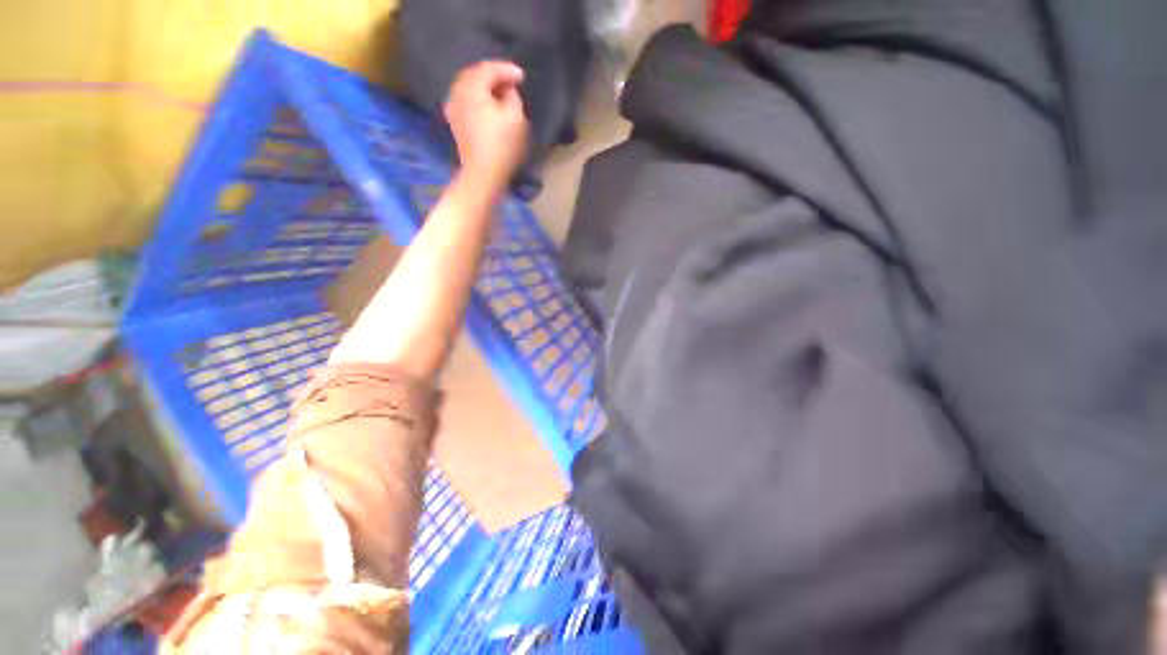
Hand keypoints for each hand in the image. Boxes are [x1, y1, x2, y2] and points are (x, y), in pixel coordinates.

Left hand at [444, 61, 529, 192]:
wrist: (483, 174)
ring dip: (485, 89)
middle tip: (511, 84)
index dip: (507, 70)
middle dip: (494, 77)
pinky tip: (488, 108)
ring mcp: (453, 108)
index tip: (522, 78)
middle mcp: (458, 92)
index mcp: (472, 87)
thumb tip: (506, 92)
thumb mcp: (516, 117)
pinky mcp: (455, 124)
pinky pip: (466, 102)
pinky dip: (478, 100)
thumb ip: (513, 97)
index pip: (489, 68)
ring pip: (469, 88)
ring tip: (501, 96)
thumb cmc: (502, 145)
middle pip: (475, 75)